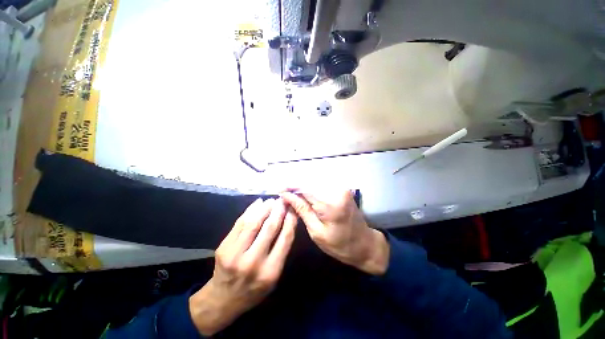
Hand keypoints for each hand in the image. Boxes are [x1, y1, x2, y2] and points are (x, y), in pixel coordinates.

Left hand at [189, 198, 296, 335]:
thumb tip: (288, 221)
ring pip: (254, 222)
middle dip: (278, 210)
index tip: (293, 208)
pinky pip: (239, 223)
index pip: (285, 238)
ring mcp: (235, 254)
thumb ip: (282, 249)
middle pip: (270, 228)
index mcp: (271, 271)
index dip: (290, 219)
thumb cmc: (255, 288)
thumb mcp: (274, 275)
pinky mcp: (223, 247)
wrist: (223, 299)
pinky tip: (258, 203)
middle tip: (282, 200)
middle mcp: (253, 262)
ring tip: (271, 200)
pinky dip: (250, 210)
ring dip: (265, 208)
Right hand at [280, 190, 388, 275]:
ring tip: (292, 195)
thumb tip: (287, 196)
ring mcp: (341, 188)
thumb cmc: (340, 245)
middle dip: (295, 186)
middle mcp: (336, 190)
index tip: (279, 190)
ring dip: (303, 187)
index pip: (305, 188)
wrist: (365, 244)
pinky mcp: (342, 188)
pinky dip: (312, 188)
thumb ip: (302, 210)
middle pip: (310, 182)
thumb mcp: (317, 232)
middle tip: (284, 194)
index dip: (290, 187)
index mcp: (330, 204)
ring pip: (315, 181)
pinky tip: (305, 195)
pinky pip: (323, 184)